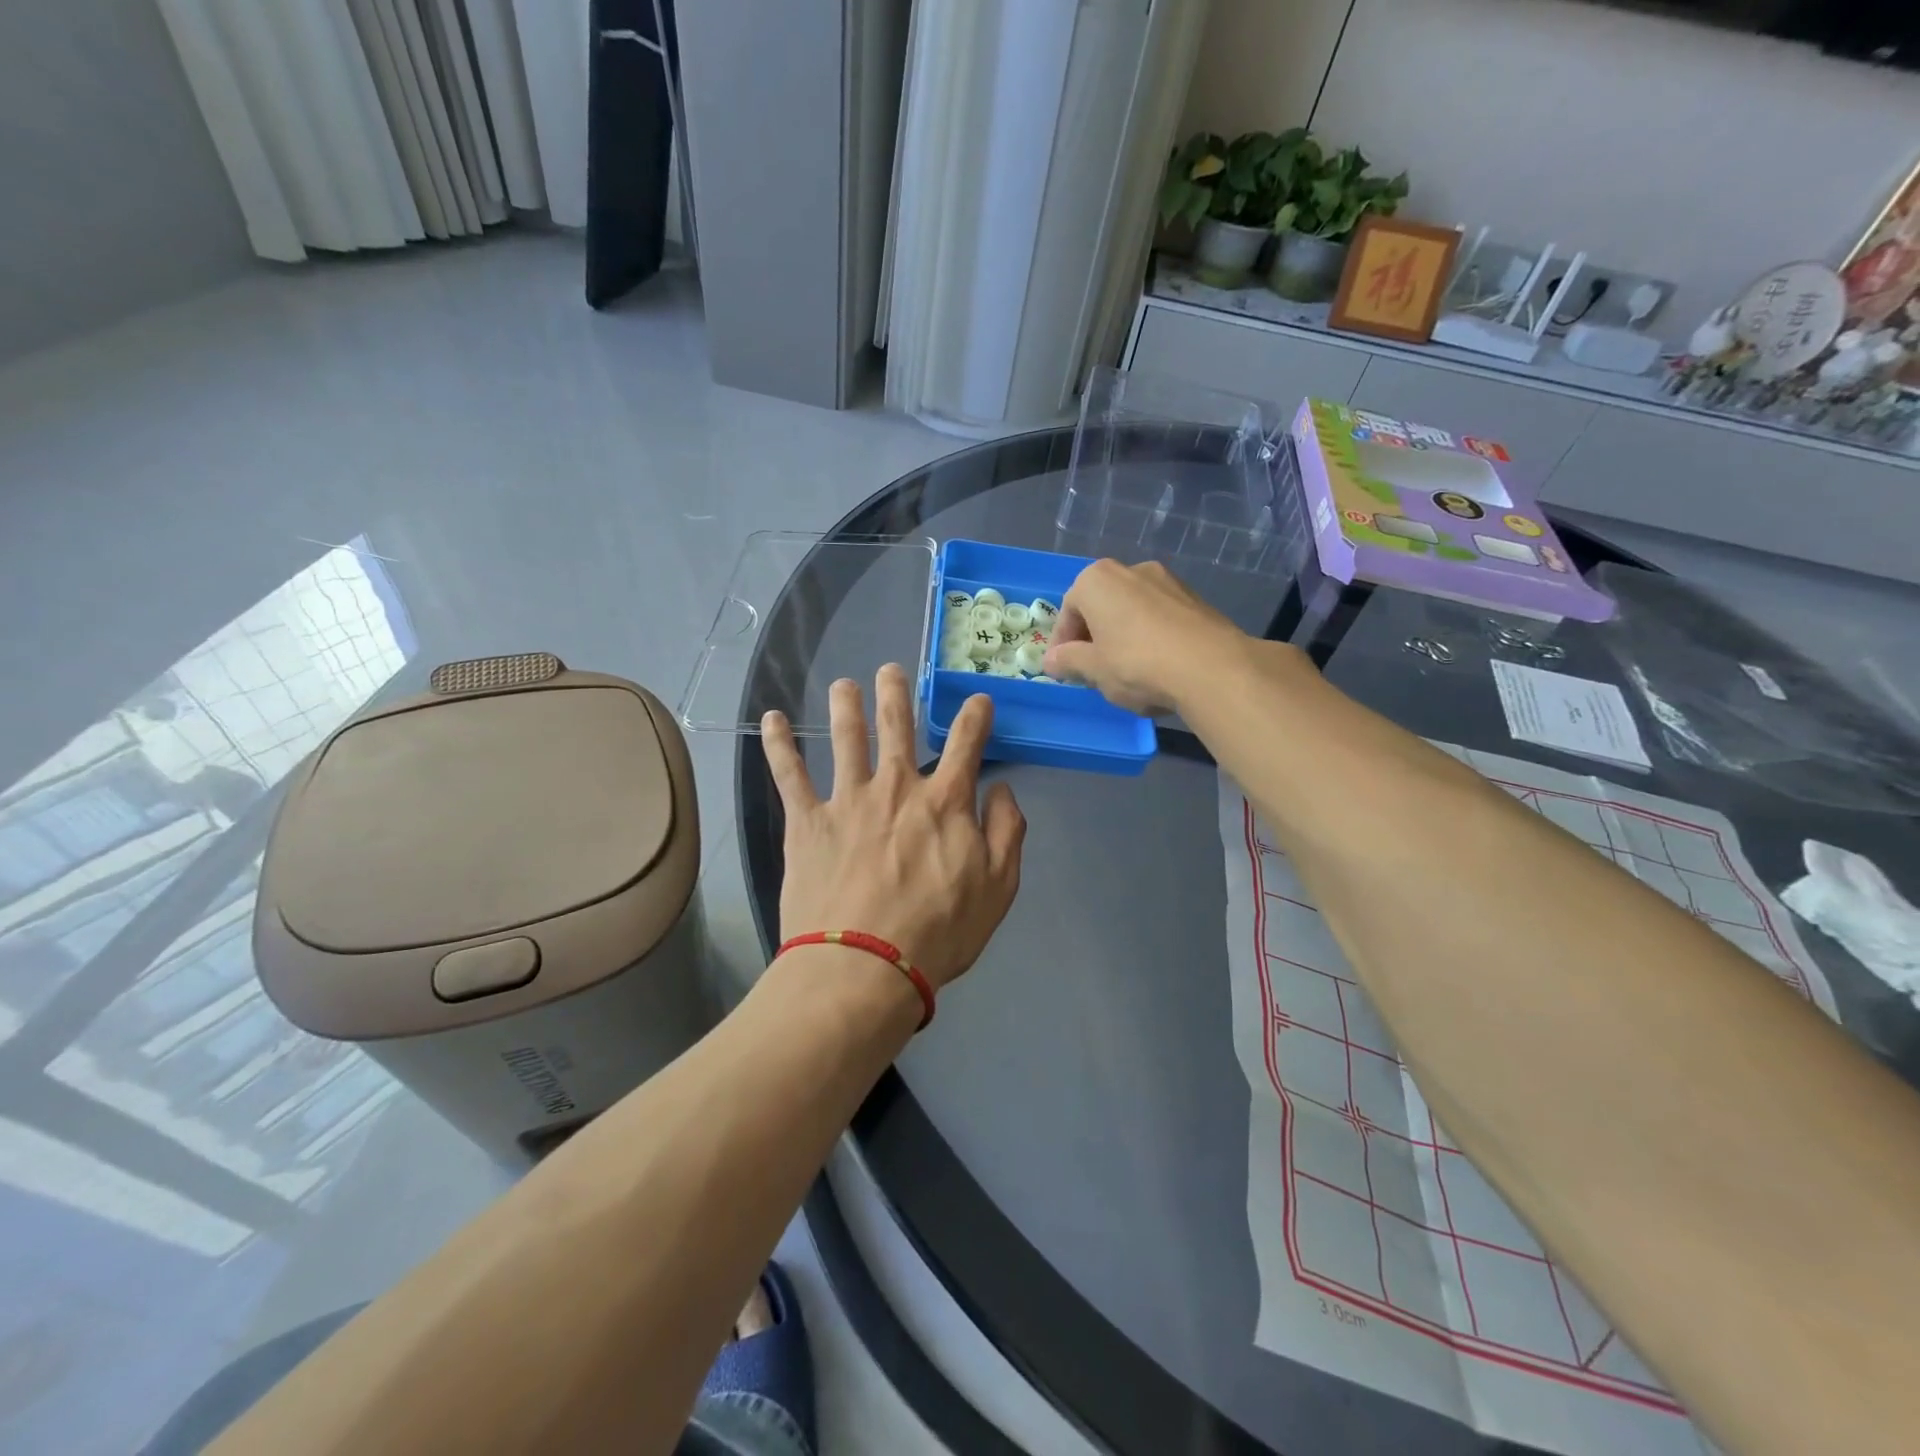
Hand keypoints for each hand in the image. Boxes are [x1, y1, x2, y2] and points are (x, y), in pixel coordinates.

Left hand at [761, 665, 1024, 990]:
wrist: (865, 966)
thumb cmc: (938, 932)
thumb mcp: (997, 888)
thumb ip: (1006, 832)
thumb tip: (1003, 790)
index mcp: (945, 801)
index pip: (967, 744)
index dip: (975, 716)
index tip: (977, 701)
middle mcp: (896, 787)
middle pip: (897, 726)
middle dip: (896, 693)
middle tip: (890, 669)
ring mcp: (848, 799)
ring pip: (846, 737)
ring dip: (845, 705)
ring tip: (843, 684)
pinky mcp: (808, 821)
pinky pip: (789, 774)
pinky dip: (779, 744)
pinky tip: (772, 719)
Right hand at [1042, 559, 1243, 714]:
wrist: (1212, 668)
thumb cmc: (1137, 664)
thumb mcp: (1093, 669)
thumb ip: (1068, 661)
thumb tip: (1051, 660)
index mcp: (1097, 580)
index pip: (1068, 612)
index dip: (1062, 644)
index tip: (1064, 670)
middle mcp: (1131, 569)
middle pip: (1101, 606)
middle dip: (1093, 637)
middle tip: (1092, 670)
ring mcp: (1167, 580)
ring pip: (1131, 610)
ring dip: (1122, 635)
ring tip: (1126, 670)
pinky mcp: (1195, 598)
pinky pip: (1159, 616)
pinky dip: (1150, 636)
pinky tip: (1156, 665)